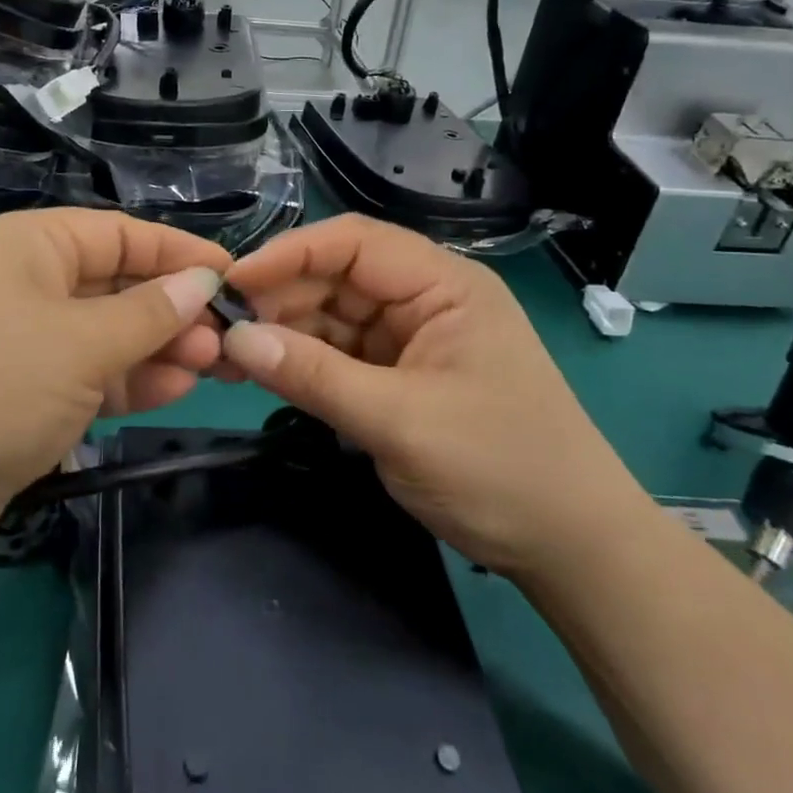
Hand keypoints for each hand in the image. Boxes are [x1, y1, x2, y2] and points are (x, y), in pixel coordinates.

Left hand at [0, 209, 225, 619]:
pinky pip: (91, 375)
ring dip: (160, 347)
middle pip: (118, 285)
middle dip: (174, 309)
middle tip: (230, 338)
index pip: (121, 234)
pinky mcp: (26, 394)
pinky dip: (131, 381)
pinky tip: (177, 389)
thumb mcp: (80, 343)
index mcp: (31, 246)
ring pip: (109, 334)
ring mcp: (26, 342)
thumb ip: (149, 313)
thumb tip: (204, 281)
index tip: (234, 276)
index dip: (179, 253)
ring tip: (215, 365)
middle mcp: (27, 284)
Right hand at [219, 215, 649, 578]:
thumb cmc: (500, 469)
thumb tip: (236, 338)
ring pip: (332, 316)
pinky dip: (303, 362)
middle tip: (220, 329)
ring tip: (228, 354)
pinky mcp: (400, 375)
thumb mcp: (400, 421)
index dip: (289, 253)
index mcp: (443, 284)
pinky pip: (340, 354)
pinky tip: (263, 371)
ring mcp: (411, 338)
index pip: (354, 243)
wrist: (571, 548)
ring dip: (284, 331)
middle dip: (279, 298)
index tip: (233, 283)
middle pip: (336, 277)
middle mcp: (425, 298)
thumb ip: (314, 376)